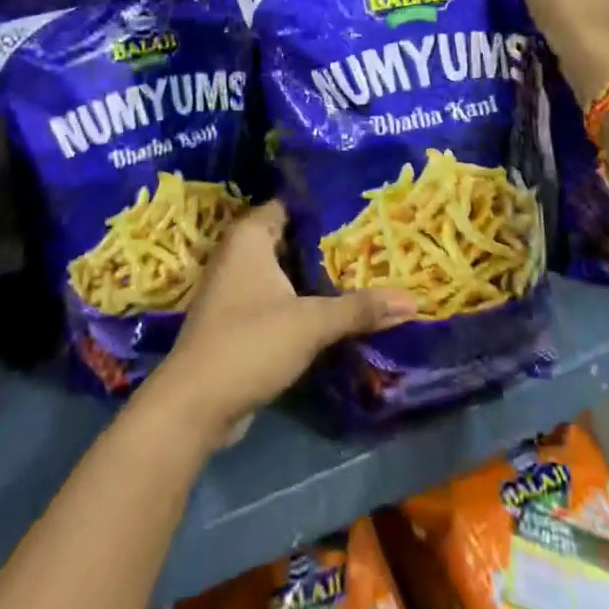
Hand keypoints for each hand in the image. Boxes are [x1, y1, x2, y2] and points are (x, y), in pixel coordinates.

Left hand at [144, 200, 416, 449]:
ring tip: (369, 267)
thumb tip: (414, 300)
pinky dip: (306, 298)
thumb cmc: (249, 343)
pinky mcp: (241, 318)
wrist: (195, 405)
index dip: (328, 203)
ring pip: (288, 269)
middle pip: (294, 237)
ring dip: (320, 274)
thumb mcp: (311, 323)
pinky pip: (281, 296)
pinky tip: (340, 305)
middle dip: (332, 241)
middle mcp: (241, 253)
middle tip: (377, 237)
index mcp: (250, 236)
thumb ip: (360, 308)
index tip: (366, 204)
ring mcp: (238, 286)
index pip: (294, 203)